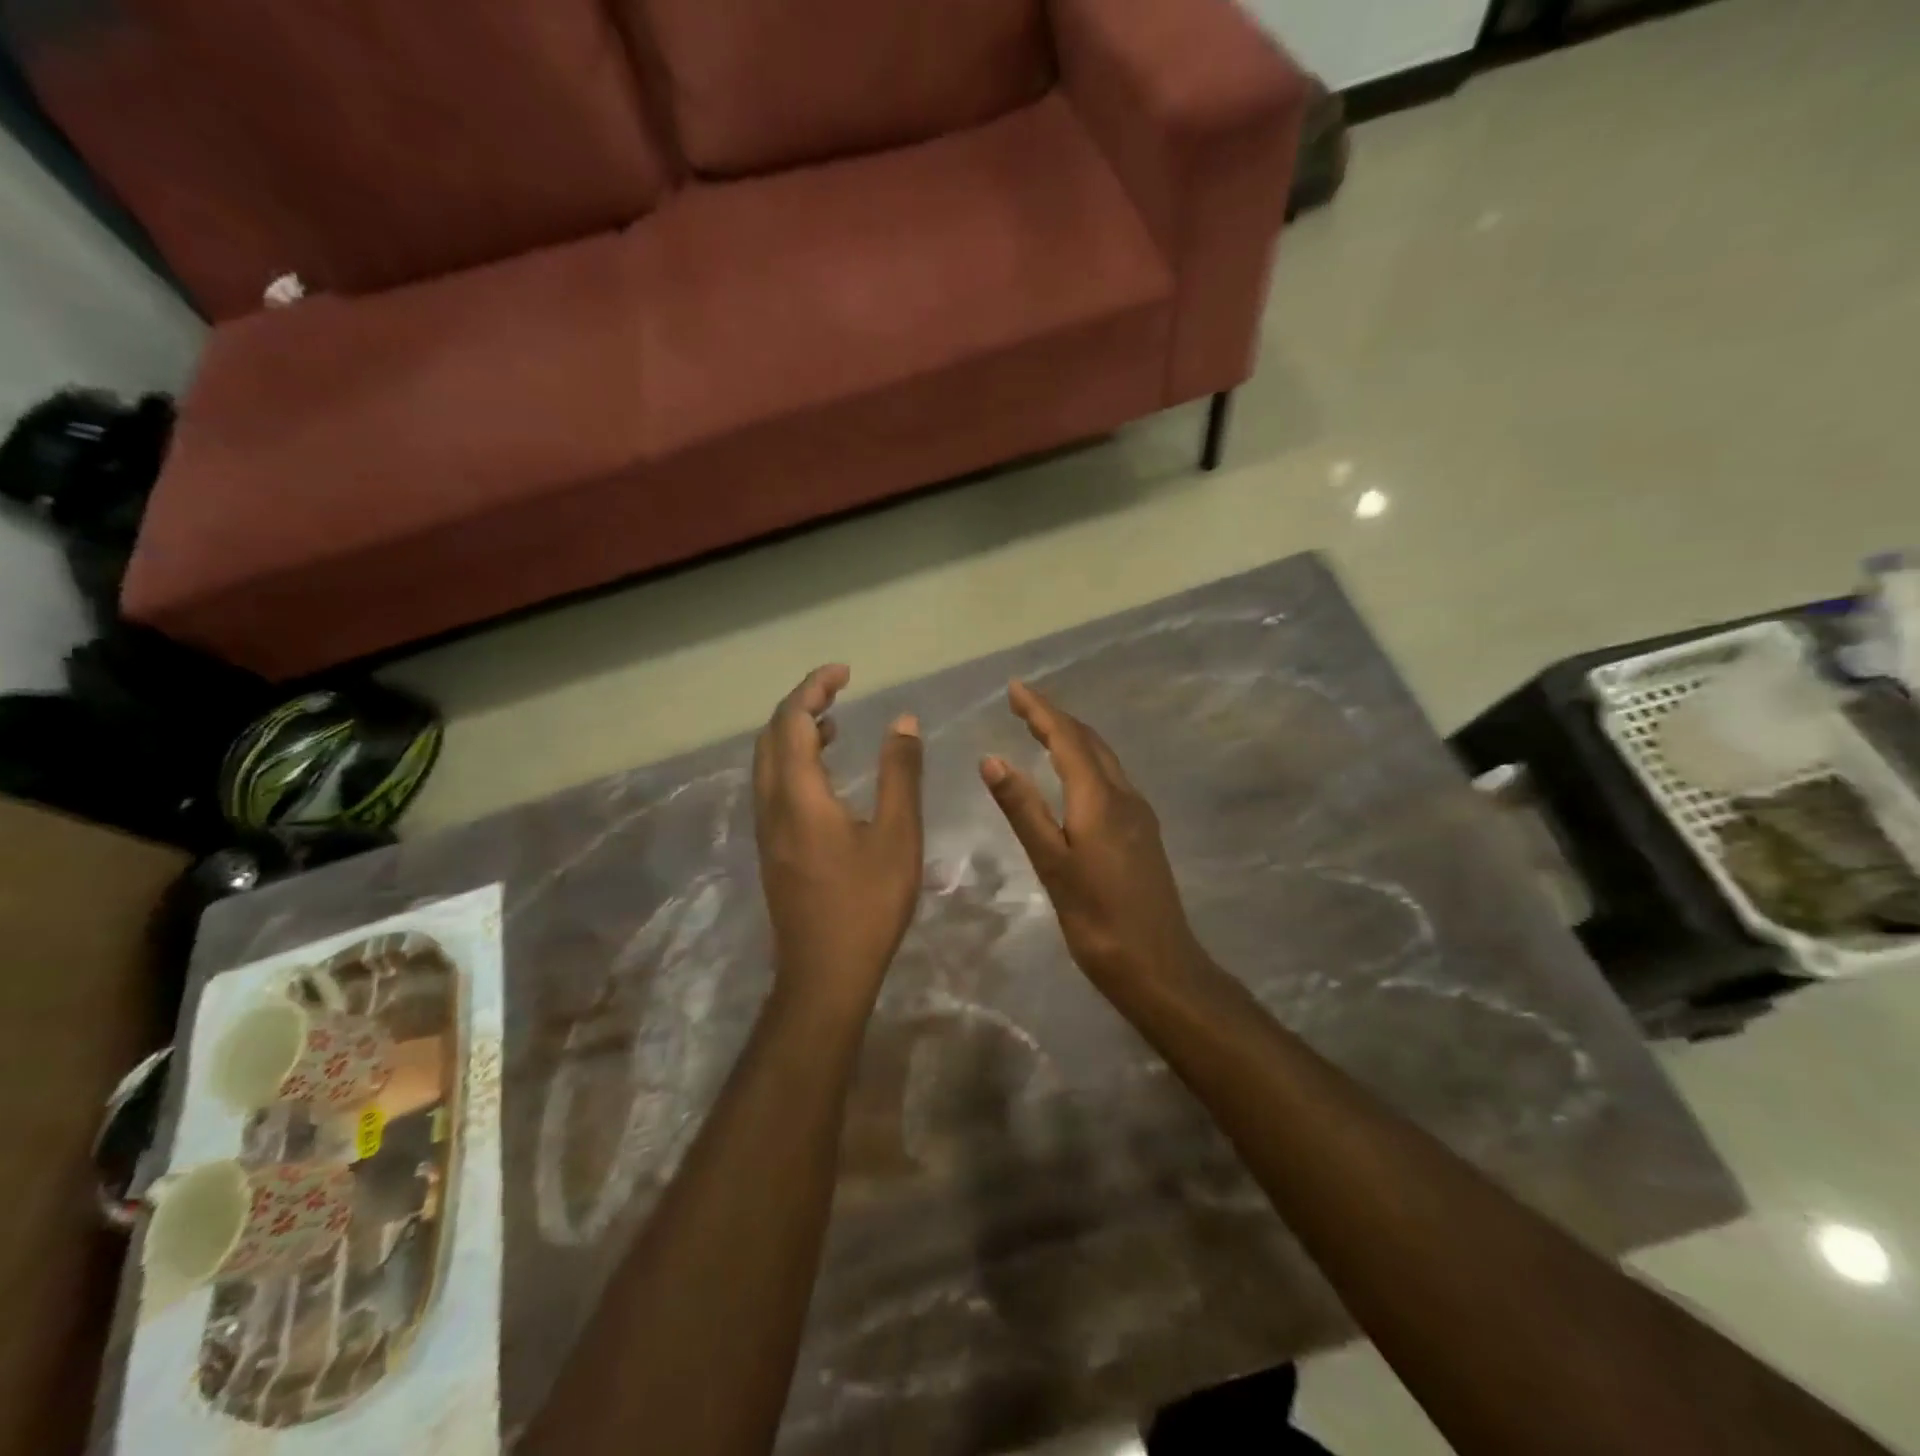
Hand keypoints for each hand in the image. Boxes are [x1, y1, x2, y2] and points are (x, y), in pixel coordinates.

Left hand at [754, 665, 924, 1013]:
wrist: (824, 974)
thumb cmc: (866, 904)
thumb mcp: (897, 835)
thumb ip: (900, 774)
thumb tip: (901, 722)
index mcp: (798, 794)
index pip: (792, 720)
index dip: (814, 687)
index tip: (845, 671)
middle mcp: (771, 804)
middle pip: (771, 735)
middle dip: (800, 703)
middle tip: (838, 690)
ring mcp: (766, 828)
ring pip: (767, 761)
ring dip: (793, 732)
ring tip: (833, 722)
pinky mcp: (772, 848)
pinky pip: (772, 785)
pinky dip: (793, 760)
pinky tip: (824, 774)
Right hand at [981, 680, 1208, 987]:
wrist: (1160, 966)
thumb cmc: (1098, 920)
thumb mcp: (1052, 865)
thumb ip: (1022, 809)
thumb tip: (991, 758)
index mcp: (1100, 799)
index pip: (1067, 738)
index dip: (1040, 709)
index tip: (1015, 688)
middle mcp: (1125, 797)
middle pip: (1090, 742)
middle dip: (1056, 717)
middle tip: (1022, 705)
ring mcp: (1139, 815)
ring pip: (1104, 759)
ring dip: (1074, 738)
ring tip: (1042, 730)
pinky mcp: (1144, 833)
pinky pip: (1112, 779)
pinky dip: (1087, 762)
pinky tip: (1074, 777)